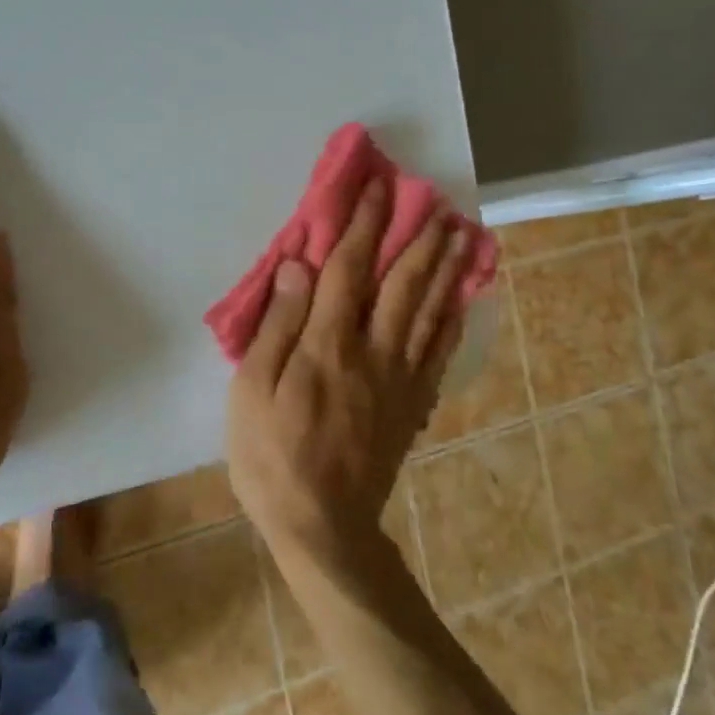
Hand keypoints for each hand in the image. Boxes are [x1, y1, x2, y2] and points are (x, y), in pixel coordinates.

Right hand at [225, 179, 470, 568]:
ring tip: (461, 234)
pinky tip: (461, 299)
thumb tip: (298, 267)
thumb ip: (278, 325)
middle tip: (436, 201)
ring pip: (429, 311)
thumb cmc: (272, 455)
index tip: (376, 188)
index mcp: (329, 344)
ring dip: (446, 268)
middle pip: (402, 283)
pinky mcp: (412, 405)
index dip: (362, 225)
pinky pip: (438, 352)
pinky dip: (452, 319)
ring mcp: (400, 379)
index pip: (349, 269)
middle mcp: (374, 351)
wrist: (322, 525)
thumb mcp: (253, 390)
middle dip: (417, 238)